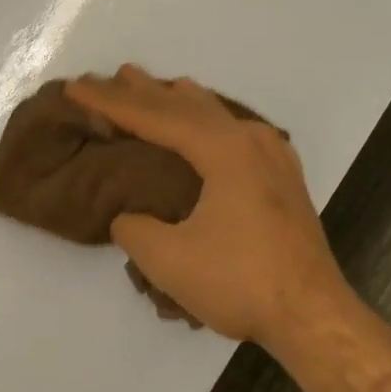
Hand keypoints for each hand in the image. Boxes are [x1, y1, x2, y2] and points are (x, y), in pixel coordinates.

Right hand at [64, 67, 352, 351]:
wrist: (314, 315)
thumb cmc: (240, 282)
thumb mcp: (167, 259)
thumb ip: (134, 227)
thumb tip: (129, 215)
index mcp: (223, 149)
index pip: (155, 116)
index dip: (110, 102)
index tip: (76, 86)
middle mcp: (249, 139)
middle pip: (185, 105)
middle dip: (143, 92)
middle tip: (109, 76)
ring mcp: (272, 155)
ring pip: (214, 113)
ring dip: (175, 102)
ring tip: (149, 88)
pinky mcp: (281, 176)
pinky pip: (233, 130)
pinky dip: (203, 120)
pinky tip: (201, 123)